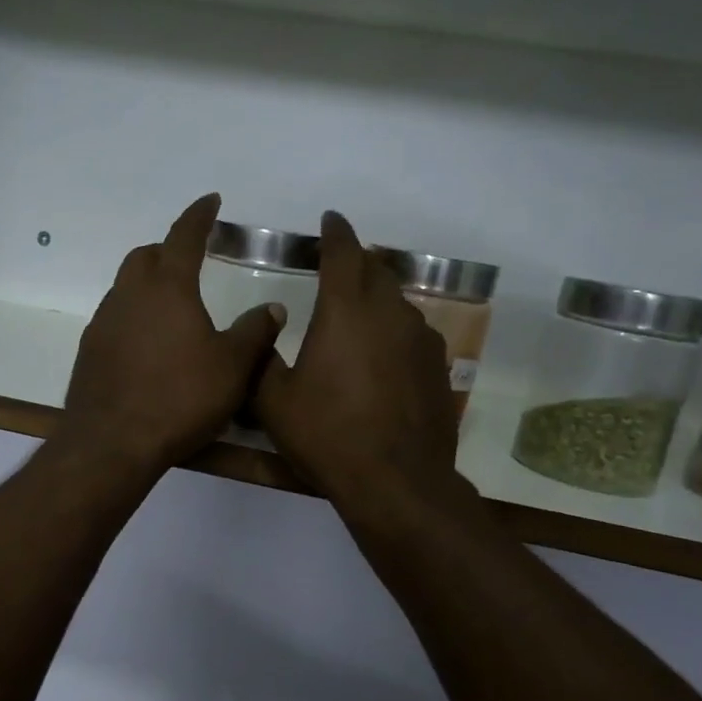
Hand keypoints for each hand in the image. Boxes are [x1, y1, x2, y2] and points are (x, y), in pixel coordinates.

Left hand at [60, 194, 284, 475]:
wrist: (112, 442)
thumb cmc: (180, 398)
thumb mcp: (233, 367)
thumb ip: (255, 332)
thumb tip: (272, 307)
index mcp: (167, 288)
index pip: (184, 236)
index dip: (199, 215)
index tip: (211, 202)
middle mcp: (129, 296)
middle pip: (145, 257)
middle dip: (168, 250)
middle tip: (189, 259)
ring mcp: (103, 323)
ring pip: (125, 288)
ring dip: (147, 285)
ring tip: (172, 306)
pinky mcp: (89, 351)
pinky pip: (114, 319)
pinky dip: (134, 316)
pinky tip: (148, 344)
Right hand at [256, 211, 459, 505]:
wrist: (396, 480)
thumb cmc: (326, 434)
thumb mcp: (273, 400)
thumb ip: (263, 356)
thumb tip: (268, 325)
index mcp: (345, 311)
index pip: (343, 253)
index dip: (335, 232)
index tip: (330, 220)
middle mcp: (389, 313)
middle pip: (376, 270)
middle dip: (356, 261)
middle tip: (338, 267)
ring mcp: (421, 339)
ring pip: (397, 302)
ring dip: (377, 297)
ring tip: (358, 313)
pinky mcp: (438, 367)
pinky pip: (413, 333)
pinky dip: (394, 330)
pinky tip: (383, 356)